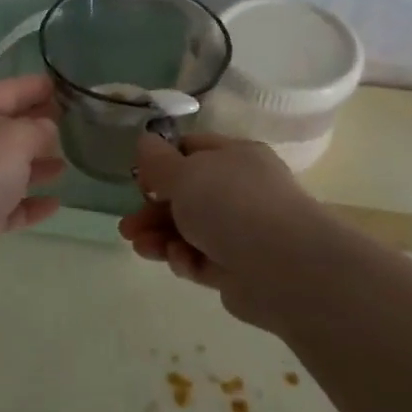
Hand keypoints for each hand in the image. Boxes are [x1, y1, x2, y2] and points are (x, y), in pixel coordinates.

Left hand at [0, 73, 64, 298]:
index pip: (10, 91)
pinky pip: (6, 206)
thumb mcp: (14, 138)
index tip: (66, 85)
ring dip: (36, 166)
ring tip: (66, 166)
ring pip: (7, 168)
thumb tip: (47, 131)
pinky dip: (28, 204)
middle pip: (8, 129)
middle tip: (75, 126)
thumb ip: (38, 129)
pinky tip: (54, 205)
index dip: (37, 87)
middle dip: (39, 126)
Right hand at [119, 132, 330, 325]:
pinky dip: (185, 259)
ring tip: (139, 247)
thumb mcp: (185, 174)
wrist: (284, 267)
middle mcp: (241, 191)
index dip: (162, 162)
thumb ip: (158, 161)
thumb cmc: (232, 205)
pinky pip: (202, 260)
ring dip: (161, 237)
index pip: (193, 150)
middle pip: (187, 196)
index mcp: (236, 157)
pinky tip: (179, 261)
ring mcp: (242, 231)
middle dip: (153, 210)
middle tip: (128, 226)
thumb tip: (145, 142)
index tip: (139, 179)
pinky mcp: (238, 269)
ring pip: (190, 230)